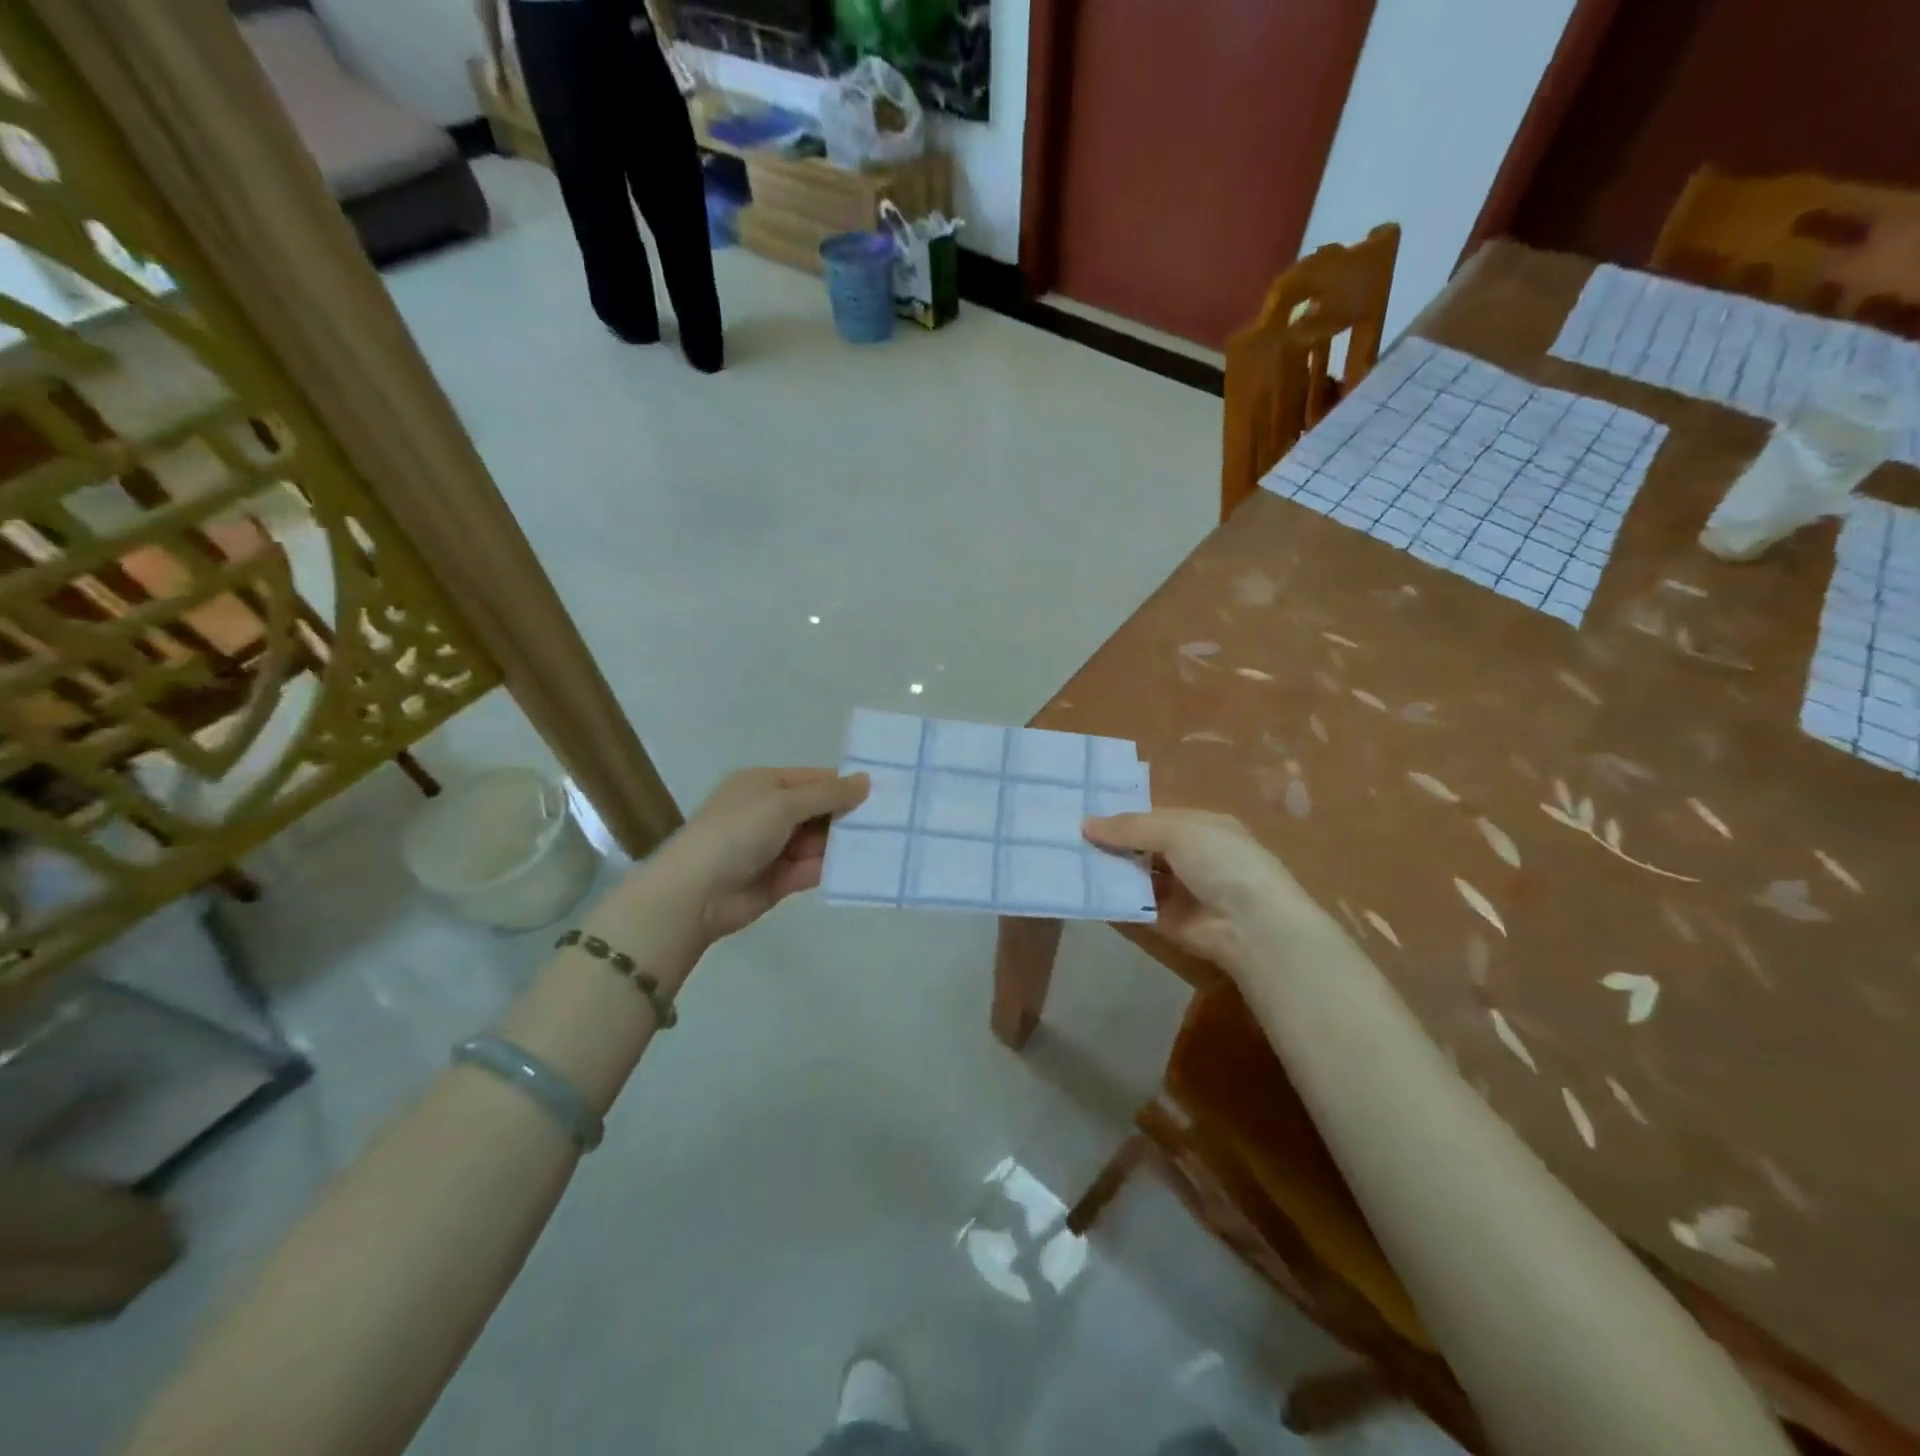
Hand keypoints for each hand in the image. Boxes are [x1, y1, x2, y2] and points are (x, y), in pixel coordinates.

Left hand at [648, 767, 869, 942]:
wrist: (696, 894)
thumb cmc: (737, 833)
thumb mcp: (783, 803)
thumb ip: (827, 794)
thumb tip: (866, 780)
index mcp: (764, 784)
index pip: (813, 779)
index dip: (845, 784)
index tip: (884, 792)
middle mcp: (770, 812)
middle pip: (819, 809)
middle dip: (850, 814)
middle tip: (894, 819)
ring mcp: (775, 847)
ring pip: (820, 840)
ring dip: (846, 842)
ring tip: (889, 843)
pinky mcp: (781, 879)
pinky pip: (814, 868)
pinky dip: (836, 867)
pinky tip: (866, 866)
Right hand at [1084, 809, 1327, 976]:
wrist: (1250, 924)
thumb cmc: (1219, 860)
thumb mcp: (1174, 831)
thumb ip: (1129, 827)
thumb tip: (1085, 824)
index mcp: (1200, 828)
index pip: (1154, 818)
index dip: (1122, 817)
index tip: (1083, 814)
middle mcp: (1190, 857)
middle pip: (1142, 848)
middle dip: (1110, 844)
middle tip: (1065, 838)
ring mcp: (1178, 891)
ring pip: (1135, 877)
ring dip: (1107, 871)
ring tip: (1065, 861)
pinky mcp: (1166, 922)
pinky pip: (1133, 907)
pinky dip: (1111, 900)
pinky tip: (1080, 890)